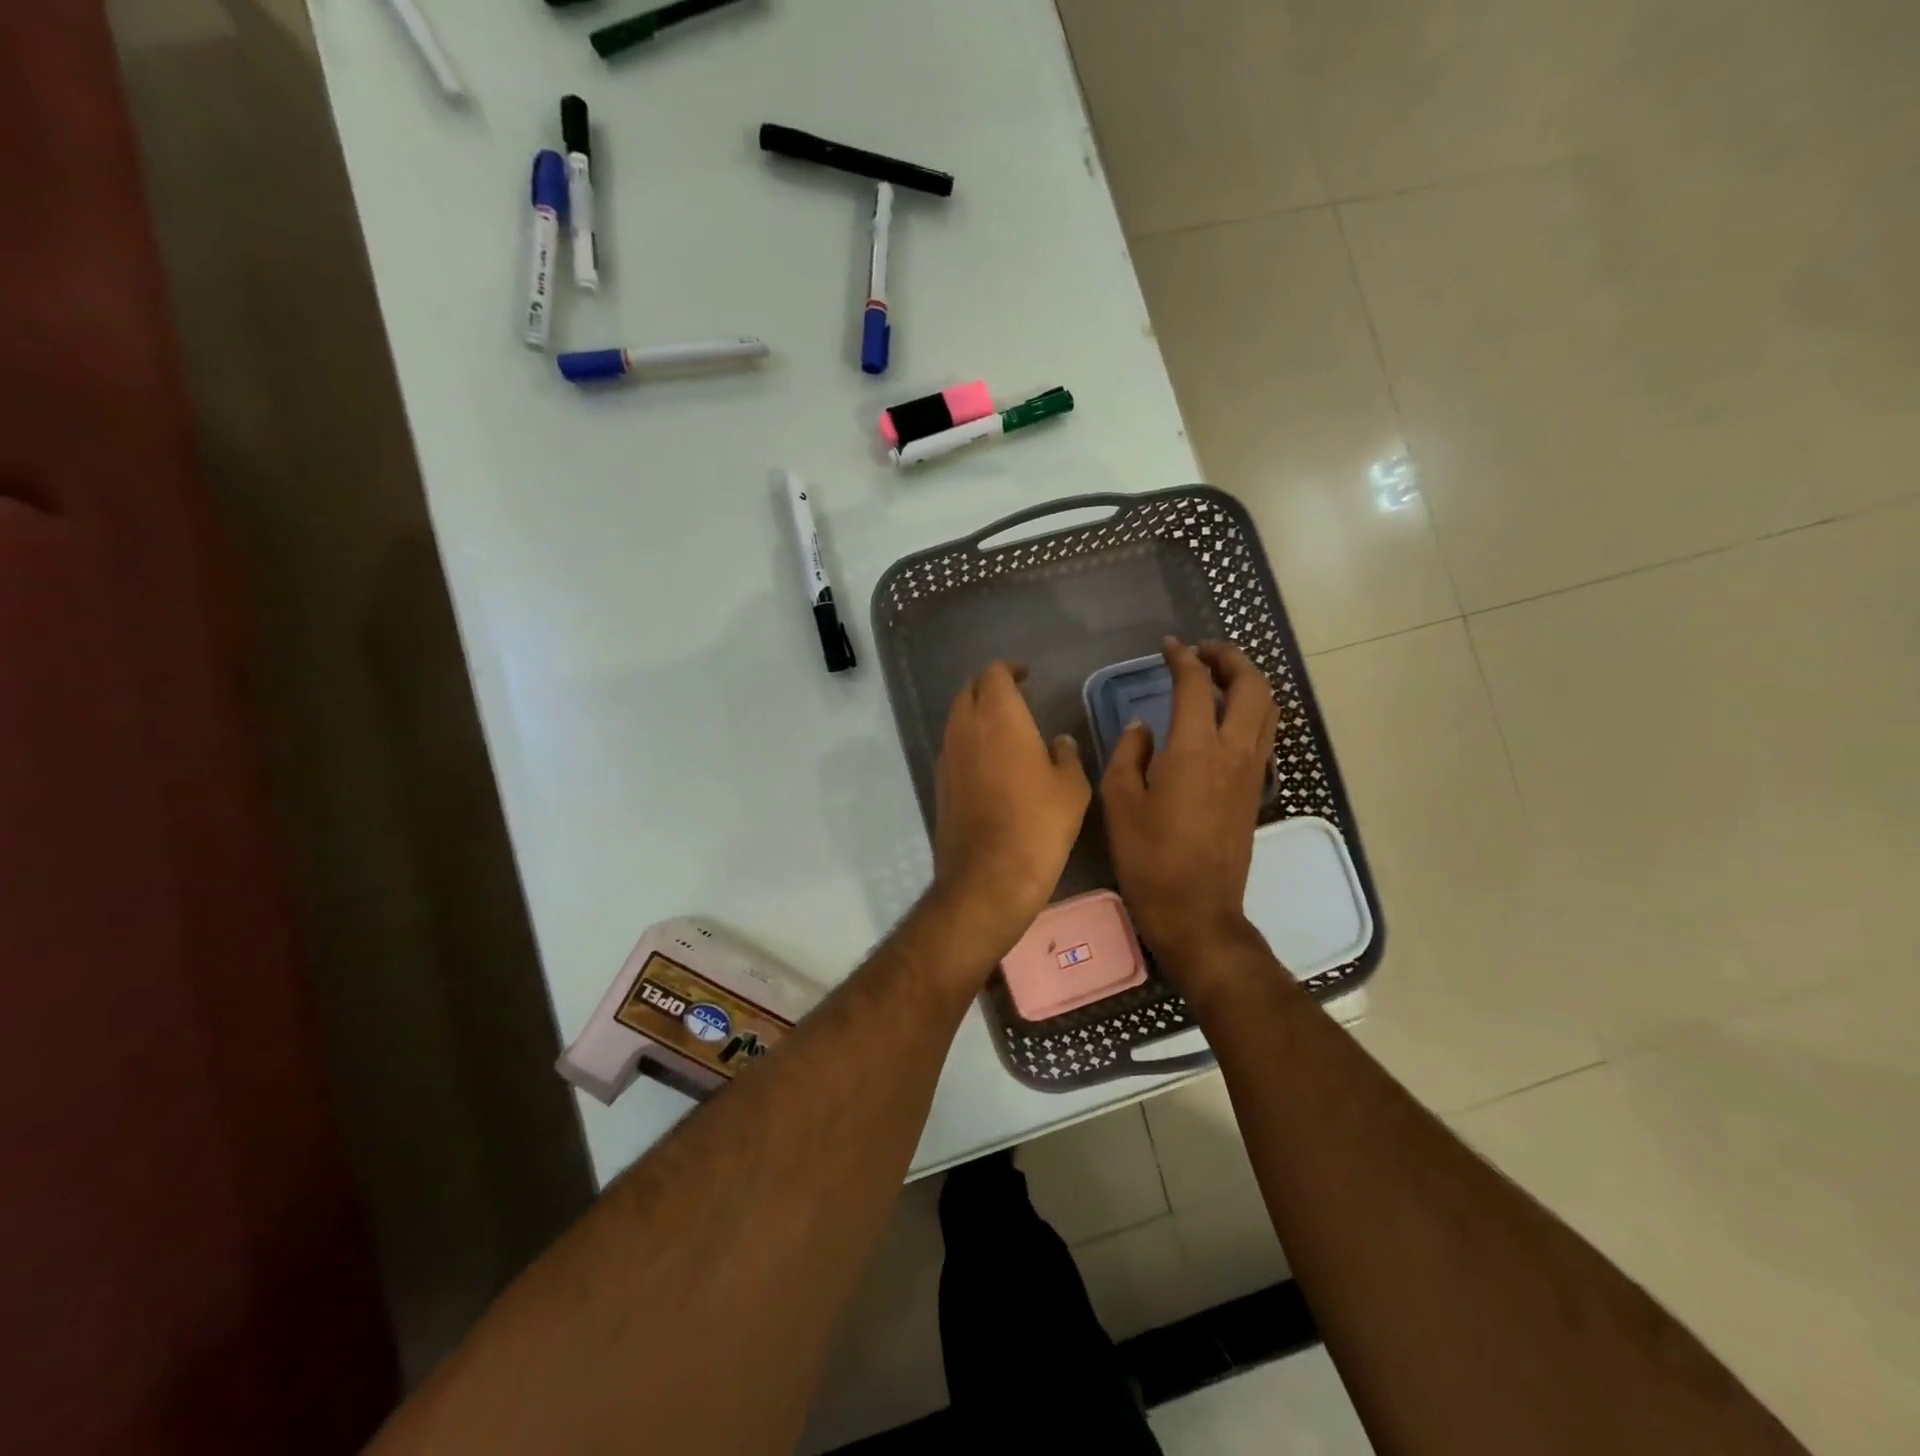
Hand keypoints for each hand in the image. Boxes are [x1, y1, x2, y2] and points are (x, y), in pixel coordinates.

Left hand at [931, 661, 1091, 959]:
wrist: (989, 877)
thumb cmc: (1038, 825)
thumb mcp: (1071, 788)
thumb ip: (1065, 755)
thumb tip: (1058, 743)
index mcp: (998, 716)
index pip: (994, 673)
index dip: (1010, 669)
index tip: (1027, 676)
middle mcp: (964, 728)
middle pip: (969, 691)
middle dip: (990, 688)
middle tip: (1016, 698)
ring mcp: (947, 757)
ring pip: (957, 719)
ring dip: (977, 715)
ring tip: (1005, 729)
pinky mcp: (939, 784)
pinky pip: (953, 748)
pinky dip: (969, 743)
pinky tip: (991, 763)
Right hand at [1101, 638, 1278, 979]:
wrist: (1195, 909)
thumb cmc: (1149, 856)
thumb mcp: (1119, 801)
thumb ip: (1129, 753)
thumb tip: (1143, 727)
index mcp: (1195, 748)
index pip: (1196, 685)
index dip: (1182, 658)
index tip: (1168, 647)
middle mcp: (1233, 751)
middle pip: (1251, 686)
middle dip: (1230, 658)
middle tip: (1204, 652)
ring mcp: (1251, 771)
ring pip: (1268, 709)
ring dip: (1249, 683)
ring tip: (1220, 677)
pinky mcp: (1256, 790)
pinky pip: (1265, 735)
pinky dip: (1253, 713)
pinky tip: (1228, 721)